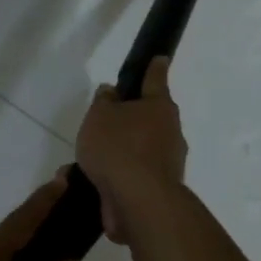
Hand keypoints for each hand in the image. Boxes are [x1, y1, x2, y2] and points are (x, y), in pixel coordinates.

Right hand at [75, 57, 188, 243]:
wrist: (139, 202)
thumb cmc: (119, 148)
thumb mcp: (100, 116)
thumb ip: (104, 101)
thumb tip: (112, 92)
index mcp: (160, 107)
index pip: (156, 79)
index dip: (155, 68)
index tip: (160, 58)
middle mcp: (170, 132)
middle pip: (151, 118)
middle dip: (132, 118)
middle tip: (107, 120)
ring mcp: (168, 163)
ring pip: (141, 149)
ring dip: (122, 151)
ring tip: (90, 158)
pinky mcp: (159, 189)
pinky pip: (135, 174)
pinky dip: (119, 175)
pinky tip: (95, 180)